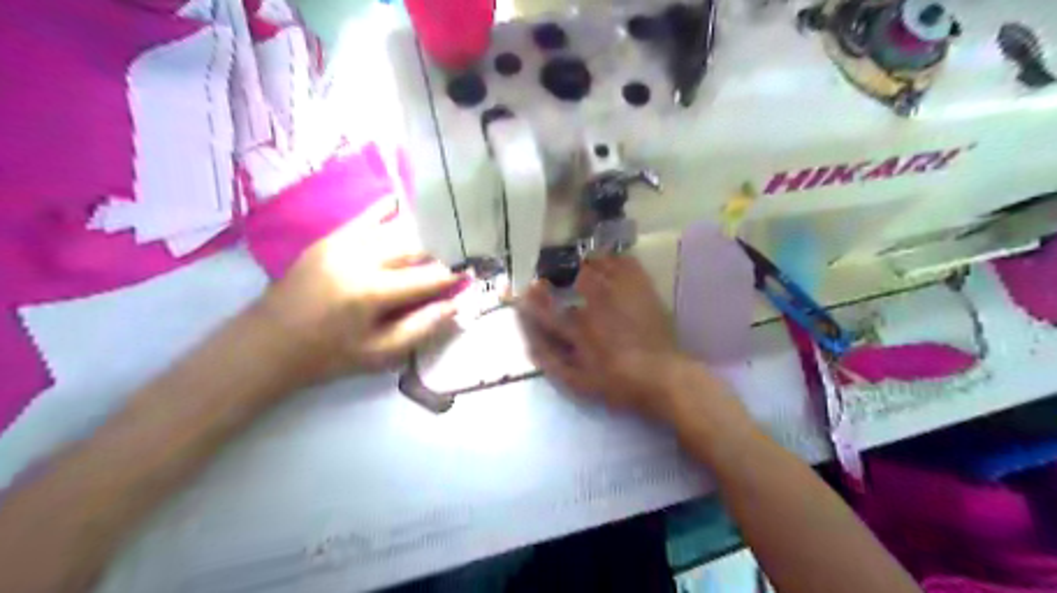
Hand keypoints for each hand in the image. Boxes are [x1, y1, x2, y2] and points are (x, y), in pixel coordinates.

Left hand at [254, 211, 463, 387]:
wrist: (267, 343)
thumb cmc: (327, 355)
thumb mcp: (378, 354)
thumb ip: (420, 328)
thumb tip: (455, 306)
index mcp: (372, 291)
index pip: (427, 277)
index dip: (453, 277)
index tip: (472, 275)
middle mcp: (360, 258)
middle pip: (414, 246)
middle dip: (440, 252)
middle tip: (458, 257)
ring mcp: (342, 243)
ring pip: (395, 229)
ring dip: (420, 234)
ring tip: (439, 238)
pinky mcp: (330, 238)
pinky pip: (366, 217)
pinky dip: (388, 211)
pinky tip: (404, 205)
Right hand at [519, 256, 698, 419]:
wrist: (664, 378)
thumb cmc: (619, 384)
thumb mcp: (578, 383)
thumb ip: (551, 361)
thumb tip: (529, 343)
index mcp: (580, 330)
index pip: (547, 308)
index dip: (534, 298)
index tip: (528, 289)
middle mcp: (599, 305)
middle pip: (577, 276)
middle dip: (564, 273)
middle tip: (562, 277)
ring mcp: (623, 294)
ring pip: (600, 264)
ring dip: (589, 264)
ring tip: (585, 269)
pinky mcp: (644, 289)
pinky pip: (627, 262)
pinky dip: (616, 260)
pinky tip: (612, 266)